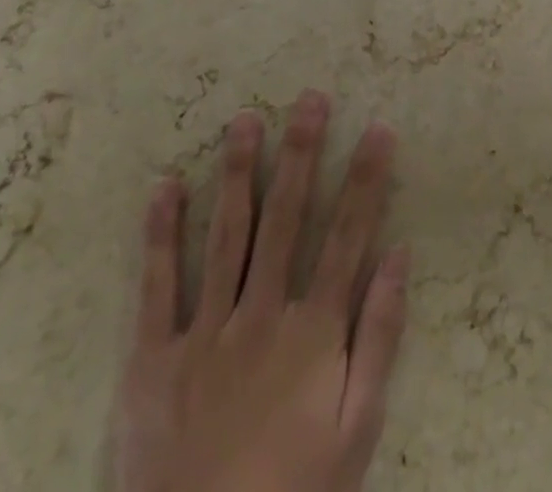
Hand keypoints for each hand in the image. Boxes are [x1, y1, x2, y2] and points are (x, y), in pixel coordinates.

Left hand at [115, 90, 409, 491]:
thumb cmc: (292, 490)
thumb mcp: (358, 429)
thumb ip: (381, 338)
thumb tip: (400, 255)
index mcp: (313, 332)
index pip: (348, 236)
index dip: (366, 179)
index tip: (378, 128)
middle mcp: (260, 316)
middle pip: (286, 219)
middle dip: (302, 154)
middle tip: (310, 99)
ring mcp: (203, 334)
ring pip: (226, 236)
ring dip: (238, 173)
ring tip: (245, 119)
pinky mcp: (151, 361)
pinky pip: (156, 288)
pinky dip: (160, 235)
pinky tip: (165, 186)